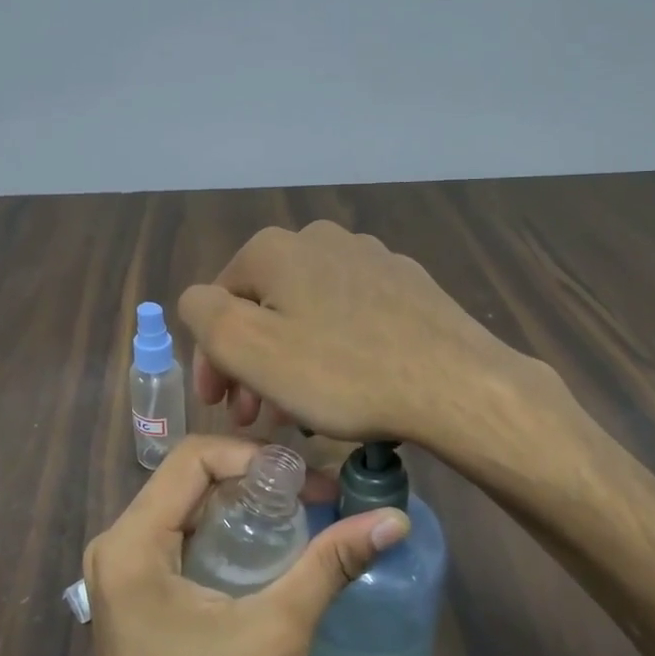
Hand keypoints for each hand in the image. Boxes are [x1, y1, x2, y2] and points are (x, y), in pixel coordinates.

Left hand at [82, 434, 408, 655]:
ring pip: (186, 506)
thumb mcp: (277, 632)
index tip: (306, 480)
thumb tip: (394, 520)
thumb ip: (331, 565)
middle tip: (313, 495)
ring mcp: (120, 571)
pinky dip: (224, 532)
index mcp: (131, 543)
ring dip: (241, 505)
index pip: (193, 458)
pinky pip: (180, 537)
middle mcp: (116, 545)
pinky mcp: (133, 594)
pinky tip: (267, 550)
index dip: (254, 456)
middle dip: (253, 479)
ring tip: (300, 516)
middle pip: (189, 479)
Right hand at [178, 221, 529, 448]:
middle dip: (252, 363)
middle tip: (257, 416)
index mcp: (275, 249)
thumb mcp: (249, 347)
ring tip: (300, 410)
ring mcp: (370, 257)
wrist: (454, 384)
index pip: (218, 302)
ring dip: (291, 360)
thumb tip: (200, 301)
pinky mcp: (407, 284)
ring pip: (307, 313)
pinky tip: (347, 386)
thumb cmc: (341, 372)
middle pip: (265, 307)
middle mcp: (320, 239)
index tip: (222, 408)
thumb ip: (204, 314)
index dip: (212, 359)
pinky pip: (350, 317)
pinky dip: (334, 350)